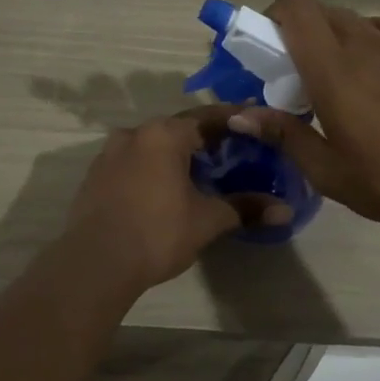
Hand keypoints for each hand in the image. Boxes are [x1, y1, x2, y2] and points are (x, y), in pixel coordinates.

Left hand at [60, 106, 290, 292]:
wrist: (95, 263)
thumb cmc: (157, 233)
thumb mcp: (207, 220)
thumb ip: (245, 208)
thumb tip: (285, 210)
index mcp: (164, 134)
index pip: (207, 117)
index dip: (233, 119)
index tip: (253, 121)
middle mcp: (134, 134)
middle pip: (177, 129)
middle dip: (204, 139)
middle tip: (230, 152)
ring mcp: (109, 154)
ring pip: (151, 146)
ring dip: (174, 155)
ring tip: (197, 172)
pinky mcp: (94, 176)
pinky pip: (131, 163)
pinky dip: (151, 168)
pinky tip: (162, 189)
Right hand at [228, 0, 379, 239]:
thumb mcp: (326, 169)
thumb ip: (282, 133)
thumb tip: (237, 114)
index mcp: (333, 69)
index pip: (296, 8)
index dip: (272, 15)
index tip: (264, 49)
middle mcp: (361, 43)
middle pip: (316, 10)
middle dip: (293, 30)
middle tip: (289, 72)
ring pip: (345, 18)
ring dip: (326, 36)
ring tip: (327, 77)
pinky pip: (376, 26)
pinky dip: (359, 37)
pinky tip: (364, 71)